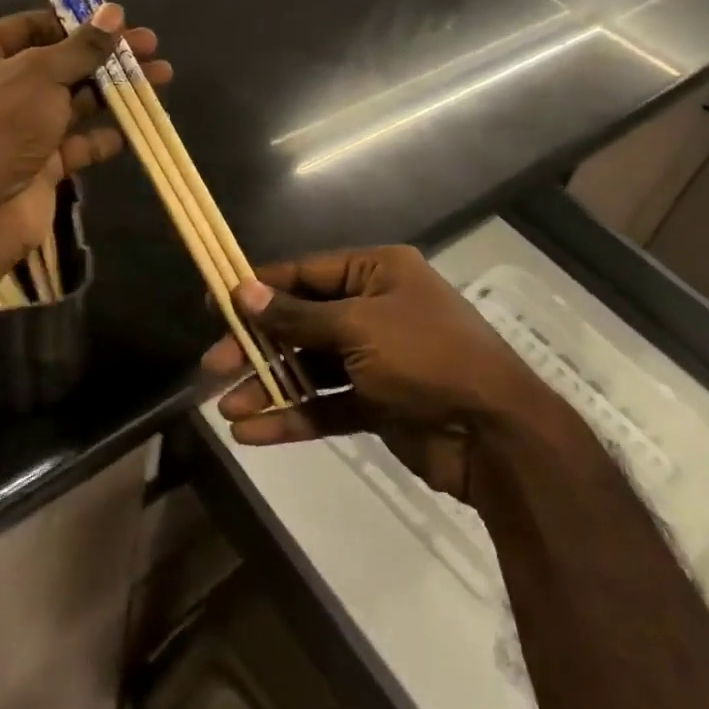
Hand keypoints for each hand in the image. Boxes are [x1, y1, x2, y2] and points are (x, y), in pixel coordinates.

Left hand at [0, 4, 169, 273]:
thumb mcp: (40, 74)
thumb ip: (82, 46)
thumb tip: (114, 13)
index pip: (30, 27)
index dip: (77, 23)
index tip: (121, 21)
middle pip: (56, 64)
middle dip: (105, 57)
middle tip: (151, 46)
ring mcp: (12, 129)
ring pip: (70, 102)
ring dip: (112, 91)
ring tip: (161, 77)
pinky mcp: (34, 165)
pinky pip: (72, 144)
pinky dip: (100, 136)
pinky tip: (132, 129)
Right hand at [202, 246, 541, 502]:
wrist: (495, 435)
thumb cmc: (427, 357)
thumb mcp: (359, 327)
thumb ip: (298, 315)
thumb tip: (243, 291)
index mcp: (377, 273)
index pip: (305, 273)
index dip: (260, 288)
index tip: (216, 303)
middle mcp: (374, 309)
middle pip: (301, 322)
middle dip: (258, 345)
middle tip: (212, 365)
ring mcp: (376, 358)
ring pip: (310, 367)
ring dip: (269, 386)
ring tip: (225, 407)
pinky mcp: (377, 403)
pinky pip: (326, 403)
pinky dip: (292, 416)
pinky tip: (252, 432)